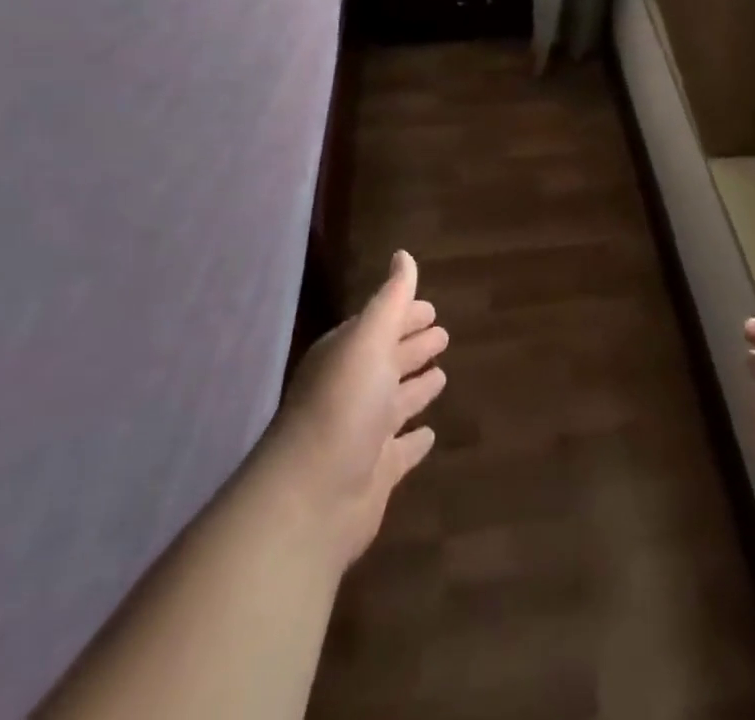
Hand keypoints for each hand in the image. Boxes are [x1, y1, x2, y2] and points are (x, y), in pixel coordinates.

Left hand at [259, 250, 448, 570]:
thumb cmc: (342, 406)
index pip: (381, 325)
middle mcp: (353, 390)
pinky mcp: (375, 474)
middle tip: (444, 334)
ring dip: (416, 388)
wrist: (310, 500)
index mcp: (348, 356)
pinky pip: (401, 450)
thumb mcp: (368, 341)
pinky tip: (431, 434)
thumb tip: (403, 255)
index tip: (432, 307)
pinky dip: (415, 440)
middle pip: (388, 361)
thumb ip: (390, 299)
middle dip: (413, 346)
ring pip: (395, 403)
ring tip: (442, 375)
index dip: (405, 314)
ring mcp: (363, 434)